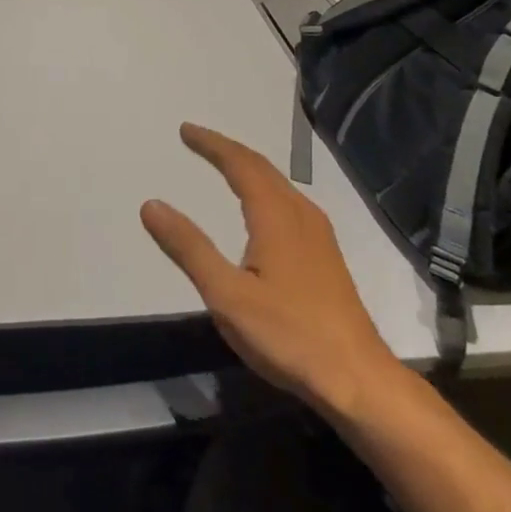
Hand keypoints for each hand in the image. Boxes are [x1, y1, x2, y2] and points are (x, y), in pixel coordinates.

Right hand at [141, 123, 401, 419]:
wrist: (359, 380)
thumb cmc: (289, 335)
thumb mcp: (226, 295)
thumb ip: (189, 248)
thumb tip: (151, 205)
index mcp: (275, 215)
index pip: (239, 163)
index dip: (211, 144)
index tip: (185, 131)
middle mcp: (300, 214)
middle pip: (261, 167)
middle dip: (227, 150)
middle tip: (197, 140)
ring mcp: (318, 234)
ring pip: (278, 183)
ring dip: (247, 167)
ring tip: (223, 165)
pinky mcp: (326, 255)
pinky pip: (288, 201)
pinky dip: (263, 187)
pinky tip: (260, 207)